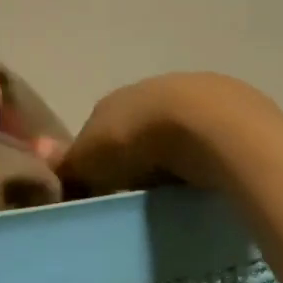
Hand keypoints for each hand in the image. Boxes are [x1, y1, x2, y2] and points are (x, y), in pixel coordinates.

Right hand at [59, 73, 264, 193]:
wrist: (210, 126)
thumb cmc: (138, 142)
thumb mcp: (89, 161)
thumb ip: (67, 167)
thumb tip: (47, 171)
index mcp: (112, 100)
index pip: (96, 130)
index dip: (97, 160)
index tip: (101, 191)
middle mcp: (151, 88)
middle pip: (138, 129)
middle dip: (138, 156)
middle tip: (138, 194)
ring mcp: (196, 95)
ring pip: (176, 132)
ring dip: (174, 156)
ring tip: (175, 189)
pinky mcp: (235, 109)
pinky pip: (210, 140)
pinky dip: (205, 157)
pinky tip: (206, 179)